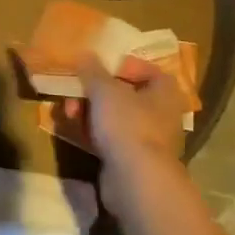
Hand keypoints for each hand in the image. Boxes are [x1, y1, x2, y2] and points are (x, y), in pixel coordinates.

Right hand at [73, 55, 188, 203]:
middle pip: (125, 94)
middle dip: (95, 91)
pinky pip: (110, 139)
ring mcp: (148, 140)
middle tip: (74, 91)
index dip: (123, 66)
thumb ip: (92, 70)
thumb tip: (85, 54)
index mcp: (165, 92)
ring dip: (89, 112)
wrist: (135, 180)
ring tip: (69, 113)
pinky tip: (74, 131)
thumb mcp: (104, 89)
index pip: (148, 70)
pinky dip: (93, 133)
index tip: (99, 68)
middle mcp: (162, 115)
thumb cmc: (127, 124)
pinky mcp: (133, 161)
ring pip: (115, 117)